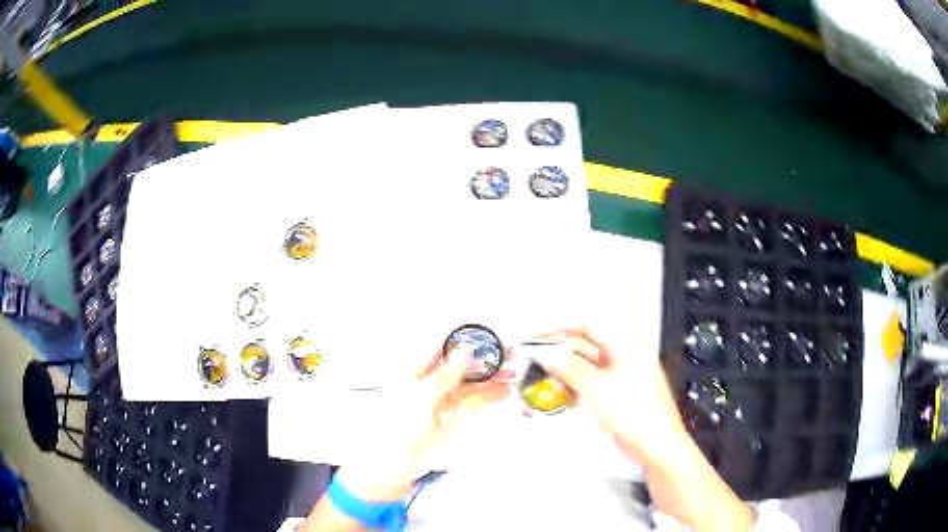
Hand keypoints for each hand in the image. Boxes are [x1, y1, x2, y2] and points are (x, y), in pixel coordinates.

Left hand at [334, 345, 513, 501]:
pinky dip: (489, 394)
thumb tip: (464, 352)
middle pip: (460, 361)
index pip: (441, 342)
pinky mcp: (449, 415)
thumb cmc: (391, 427)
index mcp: (412, 367)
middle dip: (484, 356)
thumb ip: (445, 374)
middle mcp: (427, 379)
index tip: (487, 332)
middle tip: (508, 352)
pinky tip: (503, 390)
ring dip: (491, 375)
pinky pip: (472, 400)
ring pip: (469, 380)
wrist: (390, 464)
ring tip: (513, 370)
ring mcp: (439, 398)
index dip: (465, 335)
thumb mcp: (420, 396)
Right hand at [529, 326, 691, 468]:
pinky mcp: (619, 391)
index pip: (587, 325)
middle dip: (560, 349)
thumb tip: (547, 353)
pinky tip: (560, 391)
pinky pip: (593, 379)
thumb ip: (570, 368)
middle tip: (534, 357)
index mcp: (627, 344)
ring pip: (588, 363)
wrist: (656, 445)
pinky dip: (576, 383)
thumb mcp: (598, 388)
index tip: (535, 335)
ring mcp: (623, 373)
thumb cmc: (635, 413)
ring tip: (542, 374)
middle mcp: (626, 353)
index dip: (559, 328)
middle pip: (587, 343)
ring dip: (565, 367)